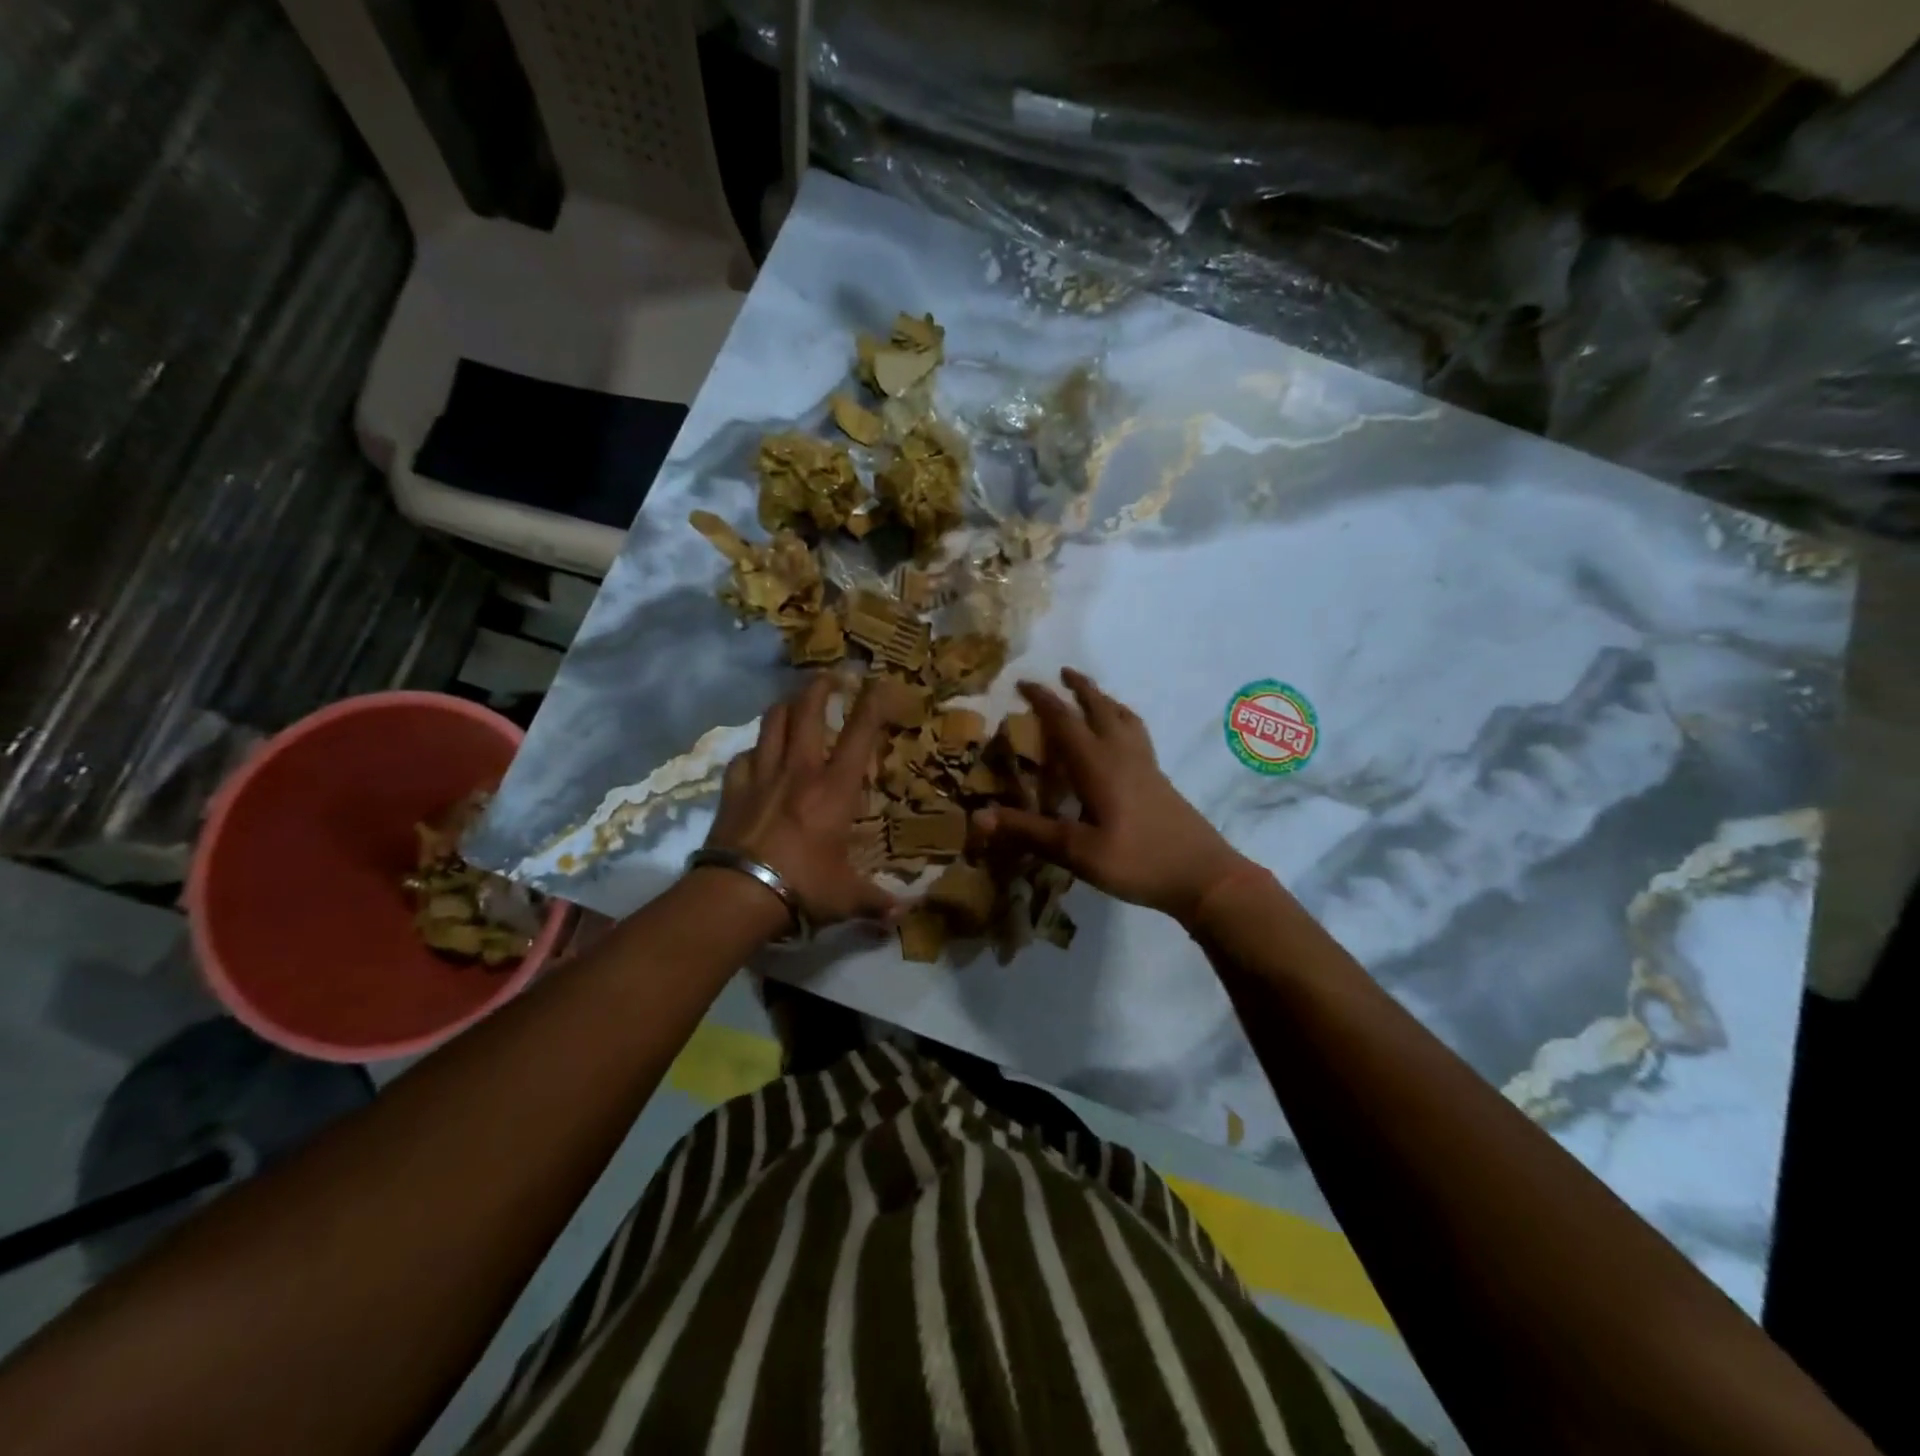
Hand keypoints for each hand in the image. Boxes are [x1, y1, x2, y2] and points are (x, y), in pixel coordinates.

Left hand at [705, 674, 896, 925]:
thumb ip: (875, 903)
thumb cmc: (802, 887)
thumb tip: (902, 916)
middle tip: (830, 676)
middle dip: (820, 687)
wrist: (738, 893)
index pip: (859, 734)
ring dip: (786, 706)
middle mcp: (800, 770)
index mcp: (835, 788)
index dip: (873, 703)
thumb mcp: (846, 898)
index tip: (881, 682)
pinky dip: (755, 750)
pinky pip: (744, 757)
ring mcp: (762, 776)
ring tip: (794, 701)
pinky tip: (758, 755)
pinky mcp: (733, 789)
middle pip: (807, 711)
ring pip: (772, 723)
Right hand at [974, 669, 1254, 924]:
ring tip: (1093, 696)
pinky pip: (1137, 734)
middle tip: (1063, 672)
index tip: (1023, 683)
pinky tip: (1121, 740)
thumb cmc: (1138, 862)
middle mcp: (1123, 755)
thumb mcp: (1077, 852)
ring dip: (1105, 700)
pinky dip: (1122, 721)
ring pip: (1124, 718)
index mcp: (1099, 765)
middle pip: (1101, 708)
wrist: (1204, 876)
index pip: (1065, 721)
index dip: (1043, 700)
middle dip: (1080, 688)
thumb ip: (1030, 832)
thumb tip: (978, 816)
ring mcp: (1146, 766)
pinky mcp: (1160, 780)